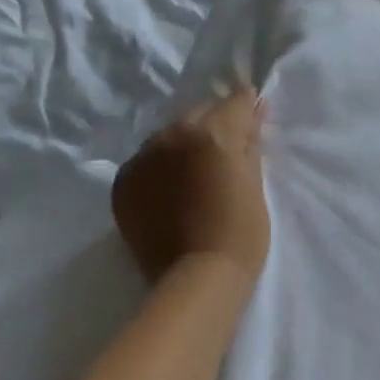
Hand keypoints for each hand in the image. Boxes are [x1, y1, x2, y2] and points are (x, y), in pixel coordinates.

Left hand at [113, 86, 269, 287]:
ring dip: (184, 146)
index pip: (234, 102)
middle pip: (198, 114)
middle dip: (214, 124)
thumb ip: (250, 143)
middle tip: (226, 150)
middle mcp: (173, 136)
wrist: (199, 278)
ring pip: (168, 137)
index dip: (246, 107)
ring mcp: (143, 158)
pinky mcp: (123, 183)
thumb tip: (252, 112)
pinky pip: (146, 162)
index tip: (252, 116)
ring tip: (196, 173)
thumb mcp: (255, 184)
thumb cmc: (241, 233)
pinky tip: (172, 191)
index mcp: (212, 133)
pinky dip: (160, 169)